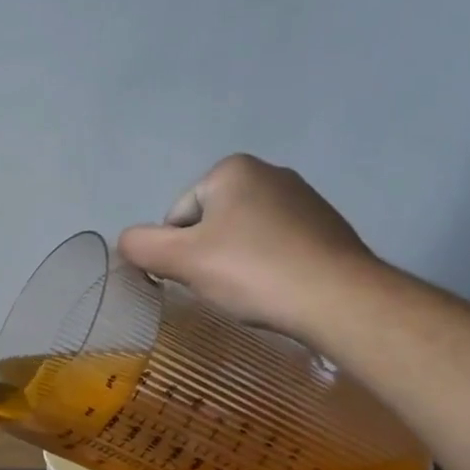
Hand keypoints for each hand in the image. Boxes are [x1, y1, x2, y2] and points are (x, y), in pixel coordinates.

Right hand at [116, 154, 379, 343]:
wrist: (341, 300)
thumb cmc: (253, 270)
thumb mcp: (180, 259)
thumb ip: (140, 245)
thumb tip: (128, 242)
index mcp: (232, 170)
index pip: (178, 216)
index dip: (178, 251)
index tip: (198, 276)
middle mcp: (271, 173)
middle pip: (211, 224)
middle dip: (209, 255)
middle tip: (223, 286)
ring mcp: (306, 200)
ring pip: (244, 238)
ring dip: (239, 263)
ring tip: (253, 292)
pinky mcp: (330, 229)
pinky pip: (278, 248)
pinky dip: (270, 268)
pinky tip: (279, 291)